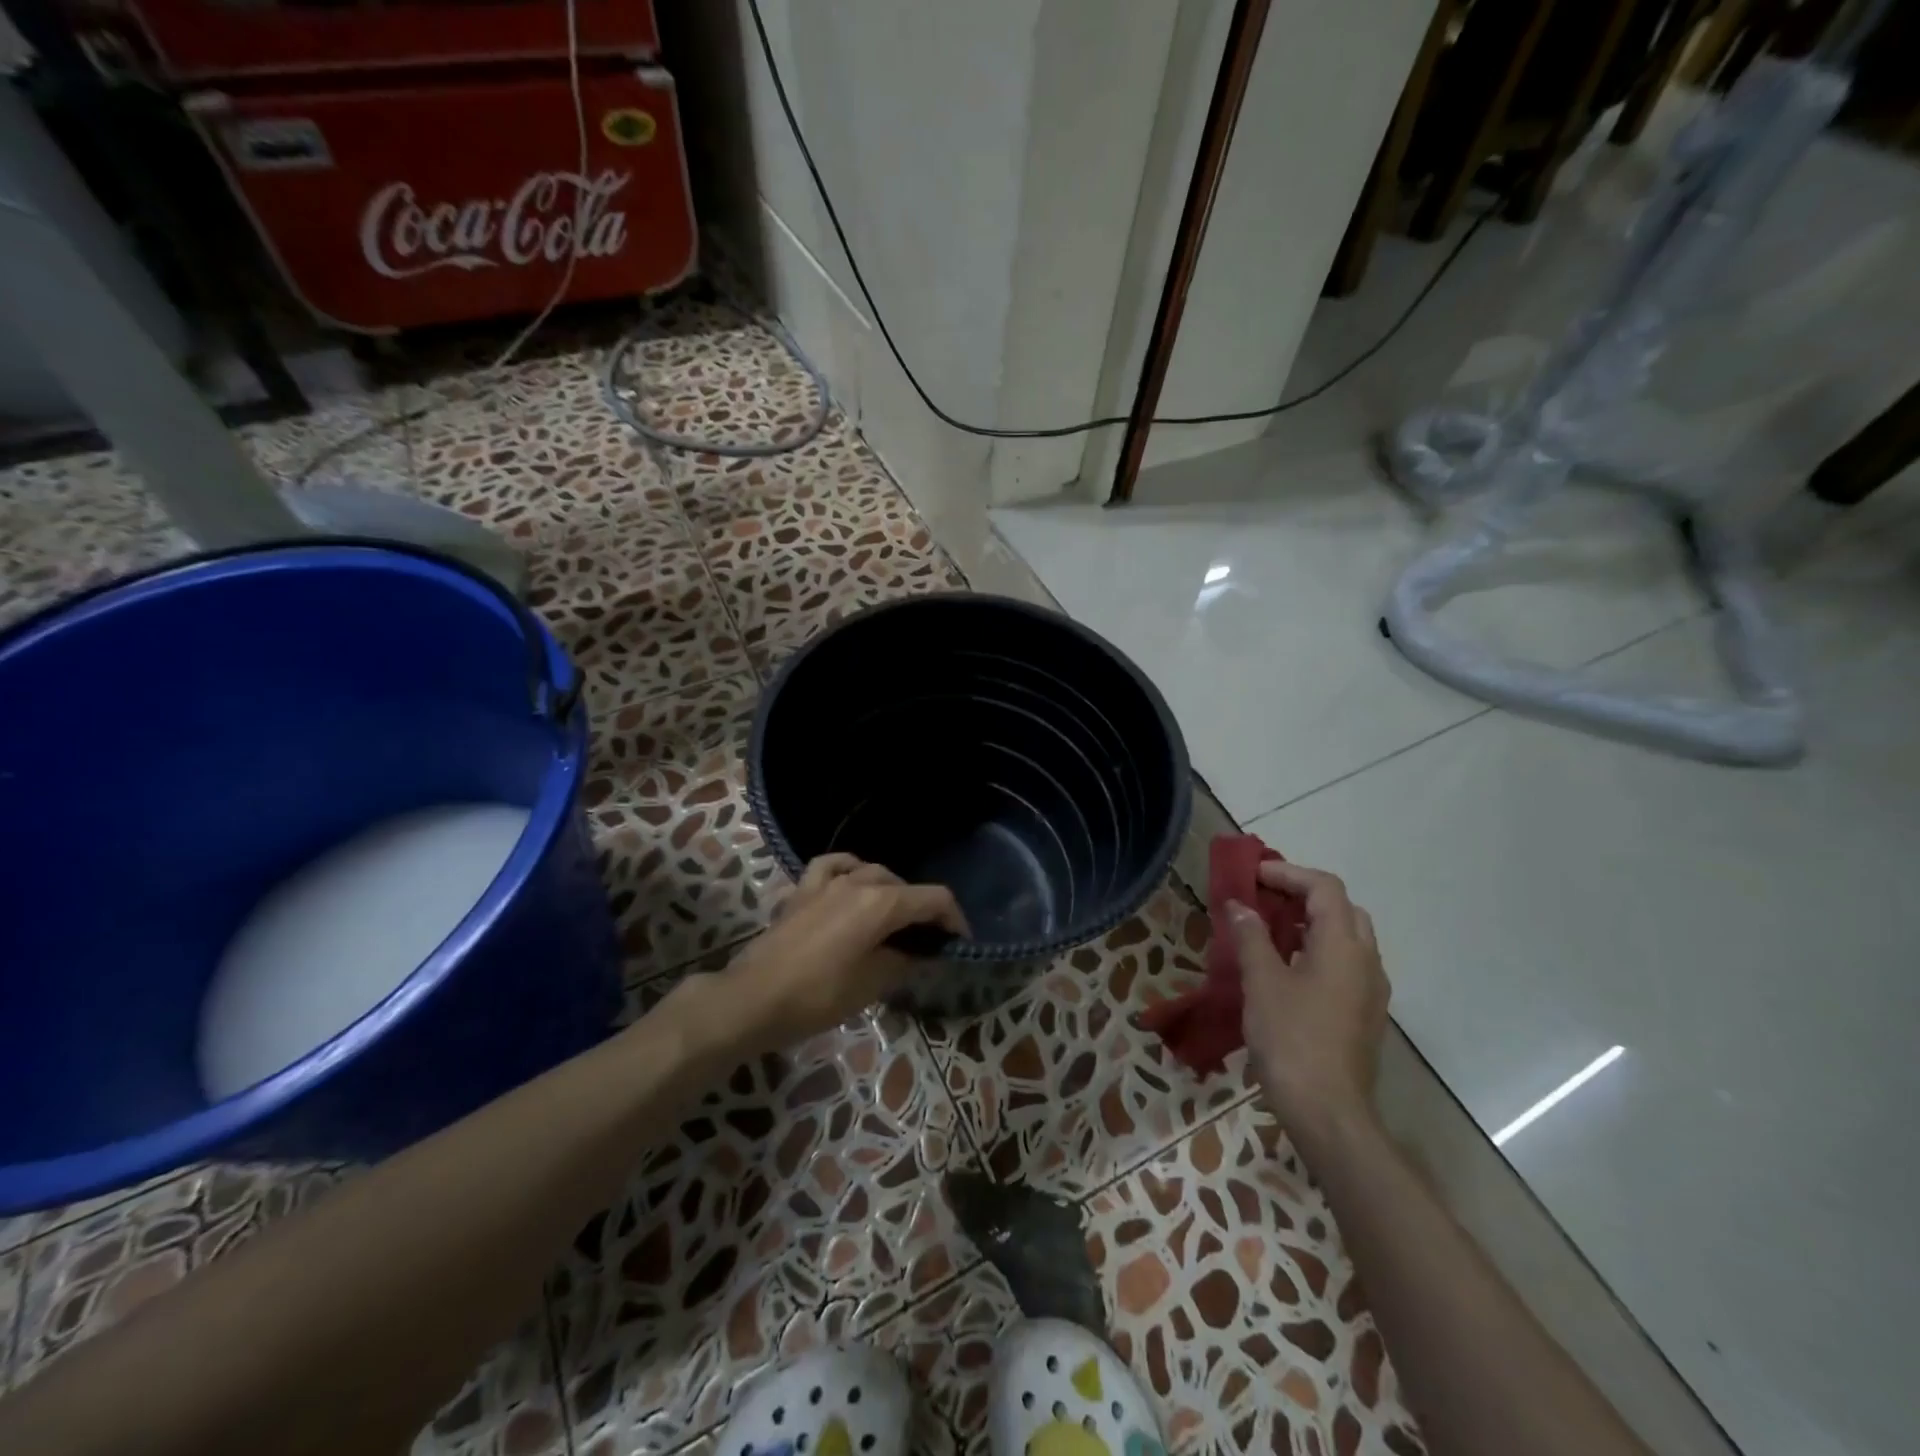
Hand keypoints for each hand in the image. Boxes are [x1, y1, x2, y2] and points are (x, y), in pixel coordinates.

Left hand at [699, 854, 966, 1053]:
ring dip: (890, 891)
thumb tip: (923, 952)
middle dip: (922, 910)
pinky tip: (851, 883)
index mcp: (881, 903)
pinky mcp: (802, 891)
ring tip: (893, 918)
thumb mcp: (872, 984)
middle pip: (904, 885)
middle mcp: (858, 882)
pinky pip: (833, 866)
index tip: (959, 943)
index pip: (934, 899)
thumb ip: (905, 961)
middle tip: (926, 942)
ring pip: (872, 872)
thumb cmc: (818, 996)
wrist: (753, 999)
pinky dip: (849, 870)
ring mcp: (827, 883)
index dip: (954, 919)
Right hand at [1227, 861, 1389, 1138]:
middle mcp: (1366, 961)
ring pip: (1347, 937)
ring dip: (1311, 923)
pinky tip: (1287, 968)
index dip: (1288, 873)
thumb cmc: (1291, 1038)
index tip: (1253, 876)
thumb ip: (1251, 937)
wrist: (1328, 1111)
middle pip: (1342, 908)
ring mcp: (1370, 990)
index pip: (1324, 888)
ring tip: (1270, 929)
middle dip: (1303, 894)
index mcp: (1343, 946)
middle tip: (1264, 898)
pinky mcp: (1364, 1014)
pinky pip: (1345, 964)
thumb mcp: (1261, 982)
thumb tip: (1240, 906)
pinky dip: (1317, 949)